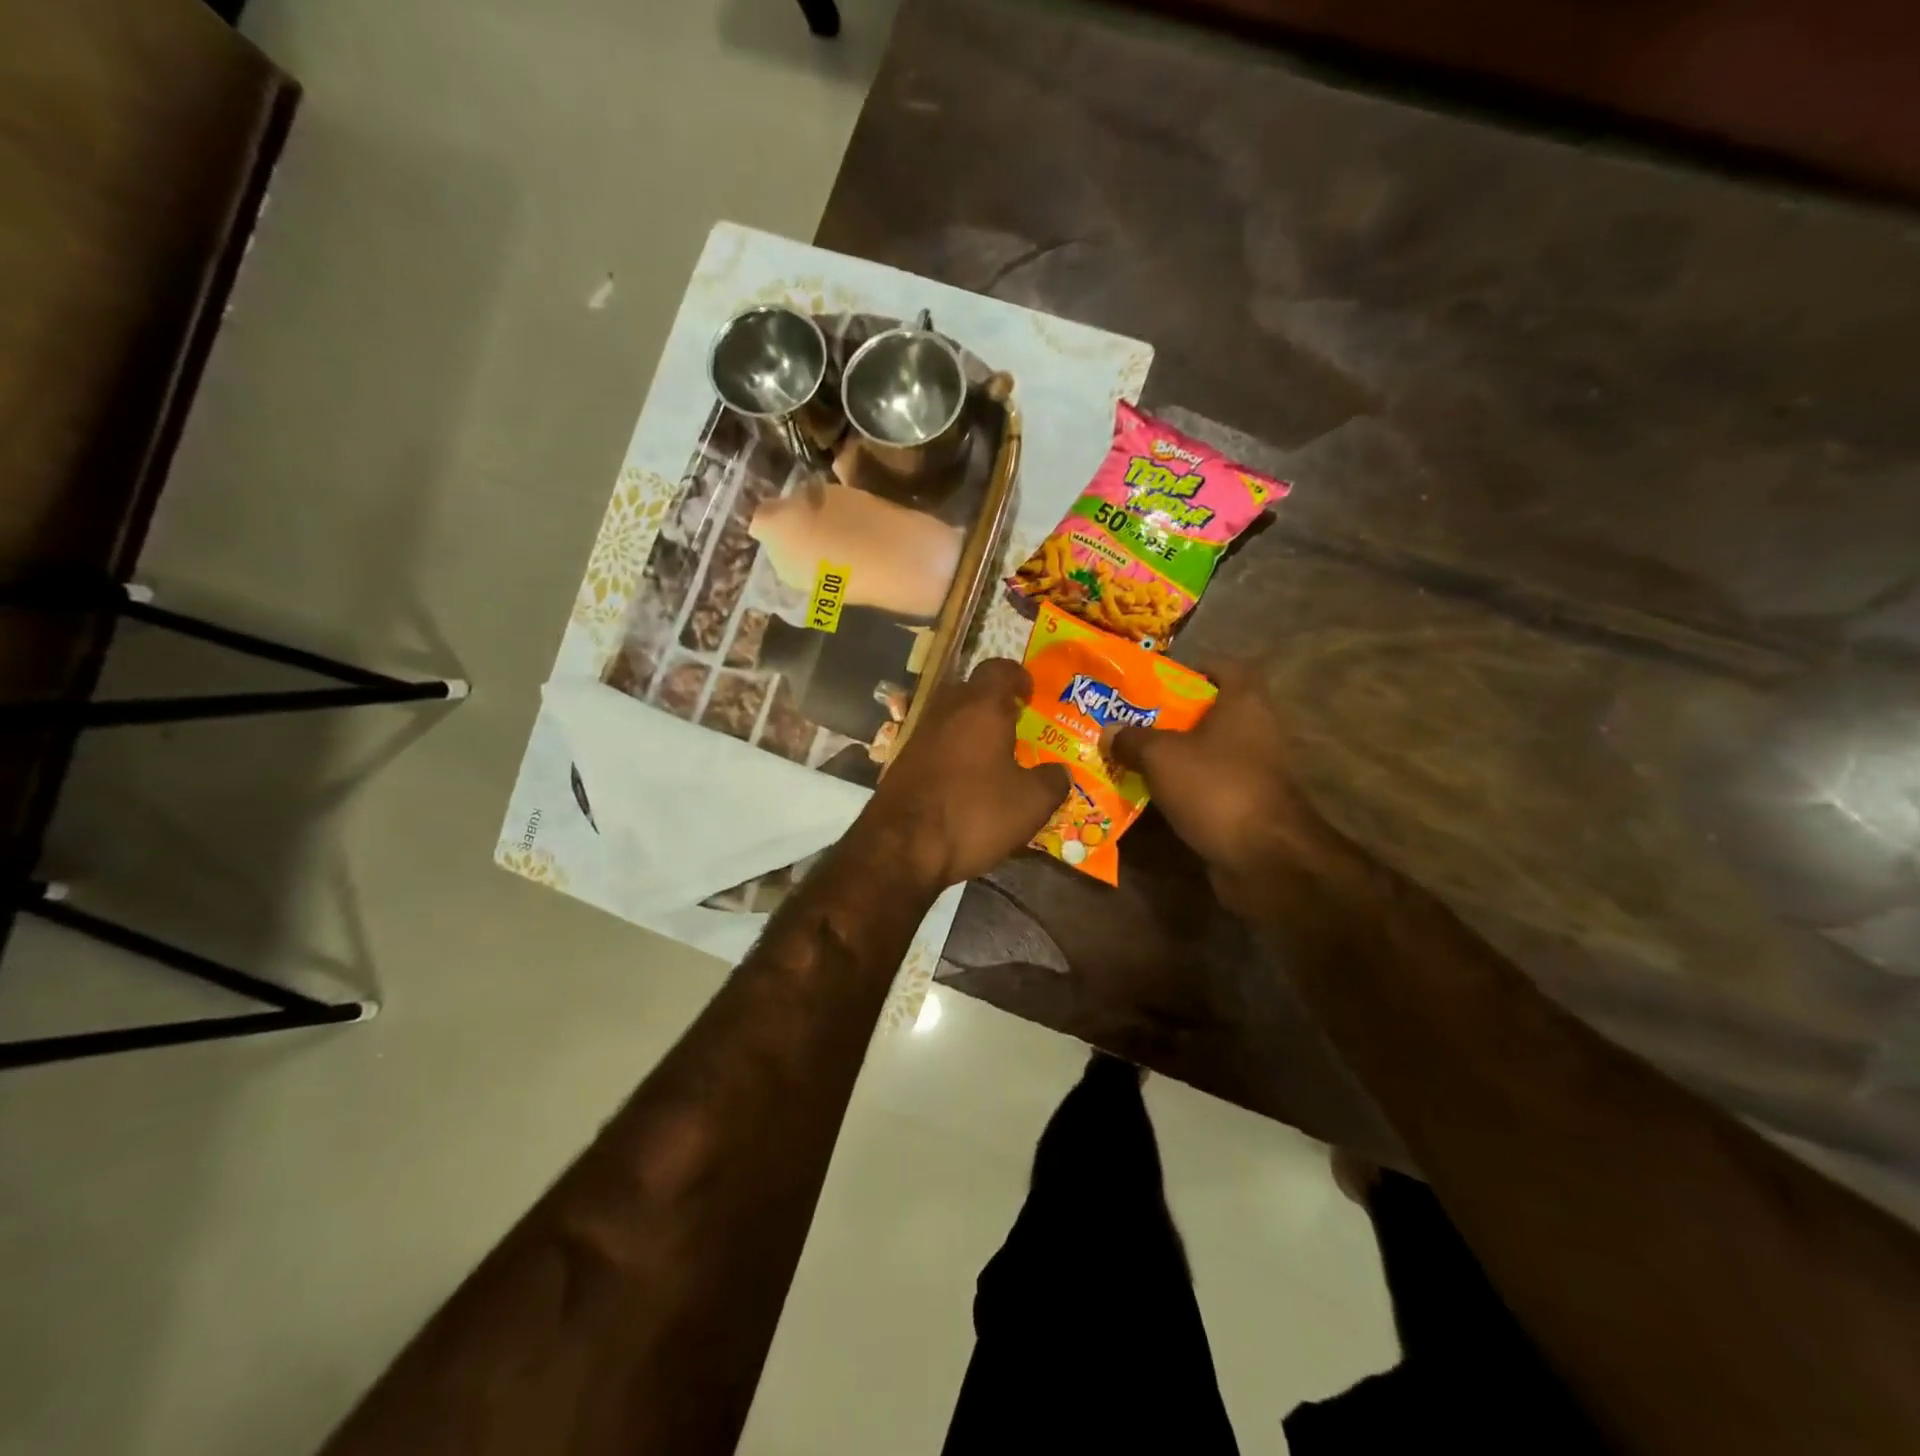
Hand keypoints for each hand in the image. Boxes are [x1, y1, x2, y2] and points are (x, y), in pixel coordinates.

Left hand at [857, 658, 1070, 890]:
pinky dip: (953, 753)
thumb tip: (1059, 772)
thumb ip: (1052, 781)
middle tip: (1016, 724)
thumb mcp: (1031, 804)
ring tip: (994, 756)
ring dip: (971, 730)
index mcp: (980, 707)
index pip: (998, 669)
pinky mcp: (901, 763)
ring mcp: (918, 736)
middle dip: (993, 703)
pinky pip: (935, 745)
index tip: (1030, 693)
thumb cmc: (973, 814)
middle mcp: (945, 711)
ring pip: (950, 719)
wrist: (901, 847)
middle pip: (970, 691)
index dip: (1017, 676)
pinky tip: (965, 781)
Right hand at [1110, 665, 1367, 916]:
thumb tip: (1109, 731)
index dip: (1192, 668)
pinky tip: (1147, 793)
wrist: (1264, 858)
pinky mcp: (1246, 804)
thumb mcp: (1162, 756)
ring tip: (1128, 755)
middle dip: (1169, 716)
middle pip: (1208, 712)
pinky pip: (1206, 786)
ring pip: (1205, 752)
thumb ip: (1132, 739)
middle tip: (1128, 719)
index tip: (1156, 680)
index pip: (1225, 668)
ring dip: (1172, 755)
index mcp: (1243, 703)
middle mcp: (1254, 730)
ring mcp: (1253, 770)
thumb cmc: (1216, 788)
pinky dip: (1181, 788)